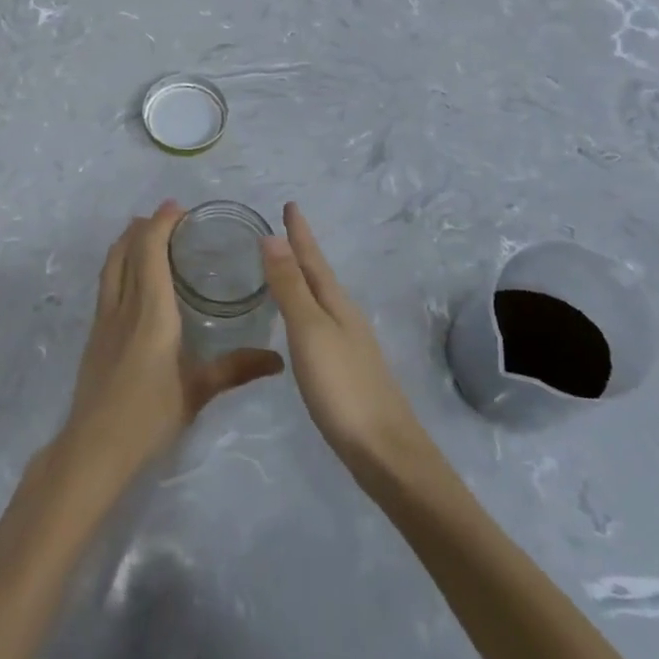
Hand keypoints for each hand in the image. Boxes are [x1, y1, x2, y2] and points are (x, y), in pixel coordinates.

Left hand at [60, 201, 283, 485]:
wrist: (94, 447)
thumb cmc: (149, 416)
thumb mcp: (197, 392)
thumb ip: (235, 369)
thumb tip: (277, 360)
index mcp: (151, 311)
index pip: (150, 251)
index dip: (160, 223)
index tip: (177, 208)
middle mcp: (124, 305)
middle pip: (126, 250)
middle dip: (143, 226)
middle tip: (165, 216)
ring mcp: (104, 319)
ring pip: (111, 265)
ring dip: (126, 242)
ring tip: (143, 233)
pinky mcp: (95, 335)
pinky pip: (107, 284)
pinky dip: (118, 265)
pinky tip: (130, 279)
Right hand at [261, 203, 433, 479]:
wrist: (386, 453)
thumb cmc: (343, 388)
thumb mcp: (310, 332)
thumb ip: (290, 287)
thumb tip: (273, 238)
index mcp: (336, 305)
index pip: (313, 259)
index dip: (300, 233)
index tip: (290, 205)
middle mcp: (345, 318)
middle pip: (320, 276)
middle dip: (301, 253)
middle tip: (282, 231)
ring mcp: (350, 346)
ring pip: (321, 301)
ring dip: (303, 281)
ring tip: (285, 270)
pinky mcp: (347, 372)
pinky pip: (321, 325)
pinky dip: (306, 310)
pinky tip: (300, 325)